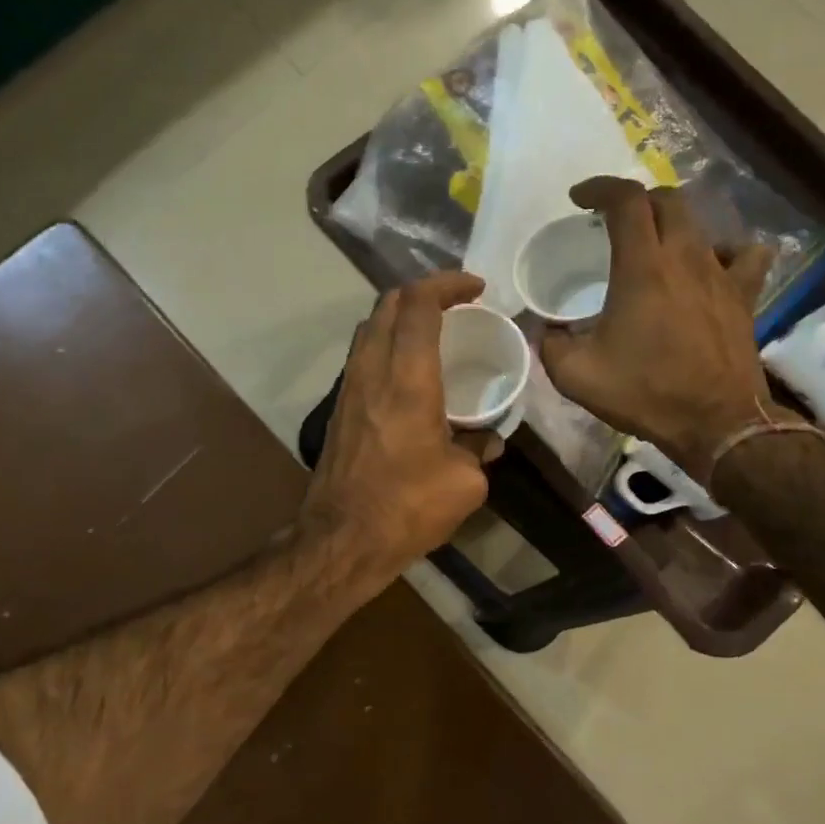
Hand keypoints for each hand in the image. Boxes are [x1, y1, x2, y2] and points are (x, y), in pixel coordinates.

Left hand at [300, 271, 500, 588]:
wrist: (342, 539)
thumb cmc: (407, 507)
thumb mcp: (464, 483)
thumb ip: (479, 451)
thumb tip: (486, 441)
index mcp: (407, 379)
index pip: (419, 304)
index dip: (448, 284)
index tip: (476, 289)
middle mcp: (372, 371)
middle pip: (387, 304)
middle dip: (422, 292)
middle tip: (455, 305)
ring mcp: (348, 388)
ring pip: (368, 328)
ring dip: (399, 317)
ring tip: (432, 332)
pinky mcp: (338, 408)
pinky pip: (362, 356)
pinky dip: (386, 345)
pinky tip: (408, 372)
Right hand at [539, 177, 786, 461]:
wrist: (716, 423)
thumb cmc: (645, 393)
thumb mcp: (575, 375)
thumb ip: (550, 343)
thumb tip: (545, 328)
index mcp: (642, 268)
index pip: (626, 201)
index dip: (600, 188)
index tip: (579, 199)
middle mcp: (685, 258)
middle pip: (667, 200)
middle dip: (636, 201)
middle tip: (613, 222)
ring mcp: (721, 274)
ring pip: (701, 223)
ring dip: (672, 223)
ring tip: (654, 244)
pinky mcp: (744, 296)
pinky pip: (744, 255)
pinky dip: (723, 250)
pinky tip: (709, 266)